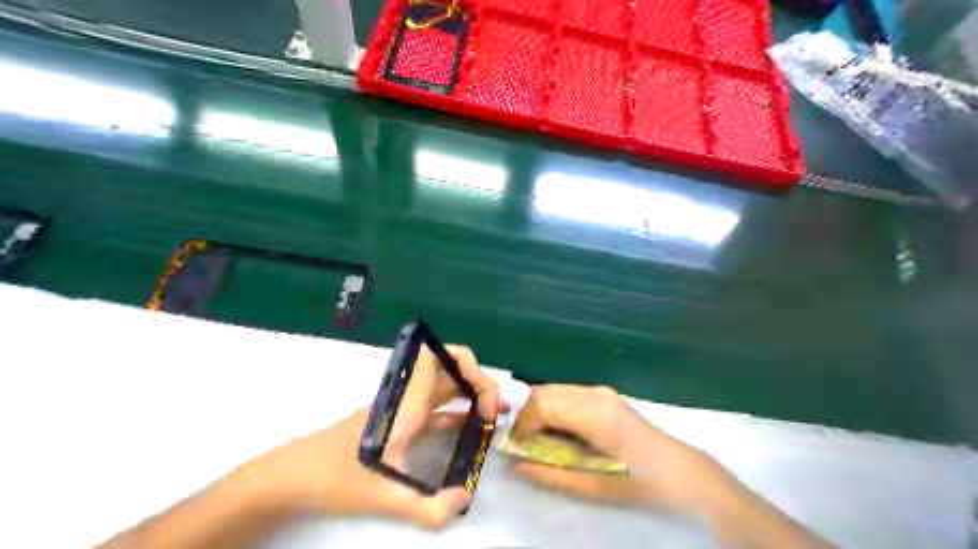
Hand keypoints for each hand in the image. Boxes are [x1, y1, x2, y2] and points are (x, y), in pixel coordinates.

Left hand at [225, 345, 507, 528]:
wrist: (297, 474)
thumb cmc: (338, 476)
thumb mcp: (384, 497)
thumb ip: (428, 507)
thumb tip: (465, 499)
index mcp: (406, 403)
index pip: (437, 358)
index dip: (466, 362)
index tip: (483, 394)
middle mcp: (408, 398)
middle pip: (450, 369)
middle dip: (479, 382)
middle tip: (496, 410)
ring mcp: (405, 408)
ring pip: (446, 387)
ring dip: (471, 395)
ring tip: (492, 416)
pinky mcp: (401, 421)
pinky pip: (437, 408)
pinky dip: (458, 412)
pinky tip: (471, 430)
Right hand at [513, 385, 732, 511]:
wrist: (678, 470)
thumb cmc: (638, 481)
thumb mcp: (593, 486)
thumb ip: (551, 474)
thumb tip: (516, 465)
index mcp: (594, 414)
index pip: (542, 404)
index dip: (523, 424)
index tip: (516, 446)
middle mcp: (594, 393)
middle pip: (544, 392)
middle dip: (527, 416)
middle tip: (525, 444)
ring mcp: (600, 390)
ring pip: (553, 389)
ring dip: (539, 411)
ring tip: (540, 438)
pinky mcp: (603, 393)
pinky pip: (566, 392)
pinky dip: (554, 407)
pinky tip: (560, 429)